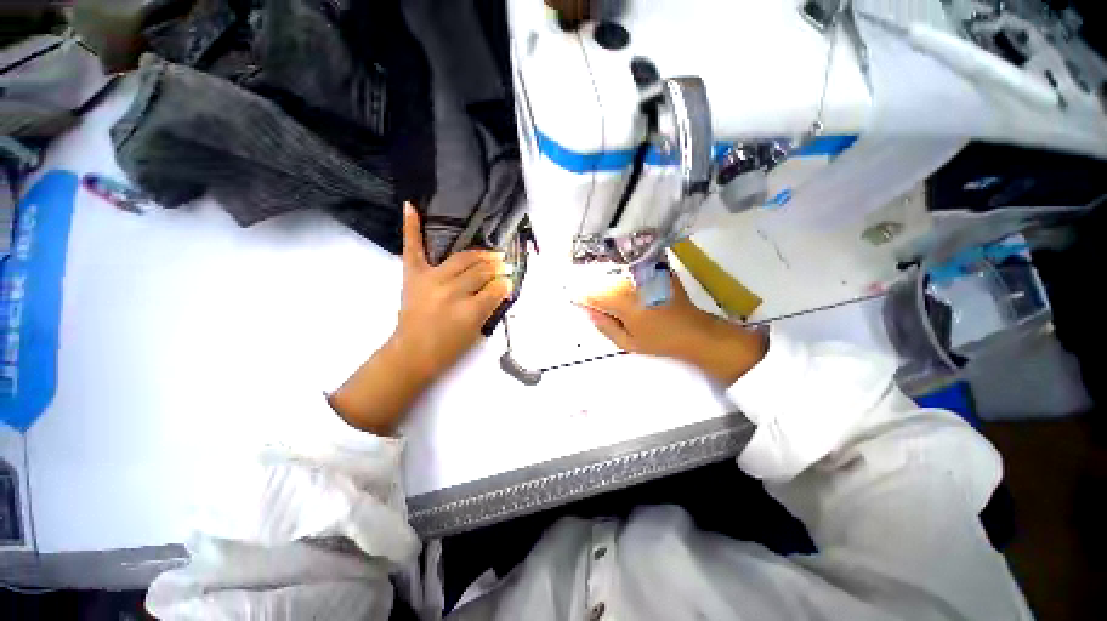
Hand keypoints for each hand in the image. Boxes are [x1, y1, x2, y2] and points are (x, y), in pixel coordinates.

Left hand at [328, 203, 511, 434]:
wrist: (412, 353)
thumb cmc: (448, 347)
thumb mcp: (476, 330)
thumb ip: (492, 305)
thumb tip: (505, 285)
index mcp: (469, 310)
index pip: (495, 288)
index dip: (505, 283)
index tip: (510, 280)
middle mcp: (451, 291)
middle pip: (481, 271)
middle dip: (497, 266)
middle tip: (505, 264)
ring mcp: (431, 279)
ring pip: (462, 259)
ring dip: (480, 255)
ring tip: (491, 253)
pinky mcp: (413, 275)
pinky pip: (414, 248)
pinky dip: (412, 227)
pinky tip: (412, 206)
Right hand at [581, 272, 766, 384]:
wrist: (694, 330)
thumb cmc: (660, 340)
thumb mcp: (627, 342)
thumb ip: (604, 326)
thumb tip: (587, 311)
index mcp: (622, 300)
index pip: (591, 293)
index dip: (580, 295)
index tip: (574, 298)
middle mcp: (632, 280)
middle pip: (602, 276)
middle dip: (592, 283)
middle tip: (591, 296)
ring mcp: (645, 271)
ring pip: (615, 268)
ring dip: (606, 275)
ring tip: (605, 286)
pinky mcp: (656, 268)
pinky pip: (632, 265)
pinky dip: (623, 270)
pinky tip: (624, 280)